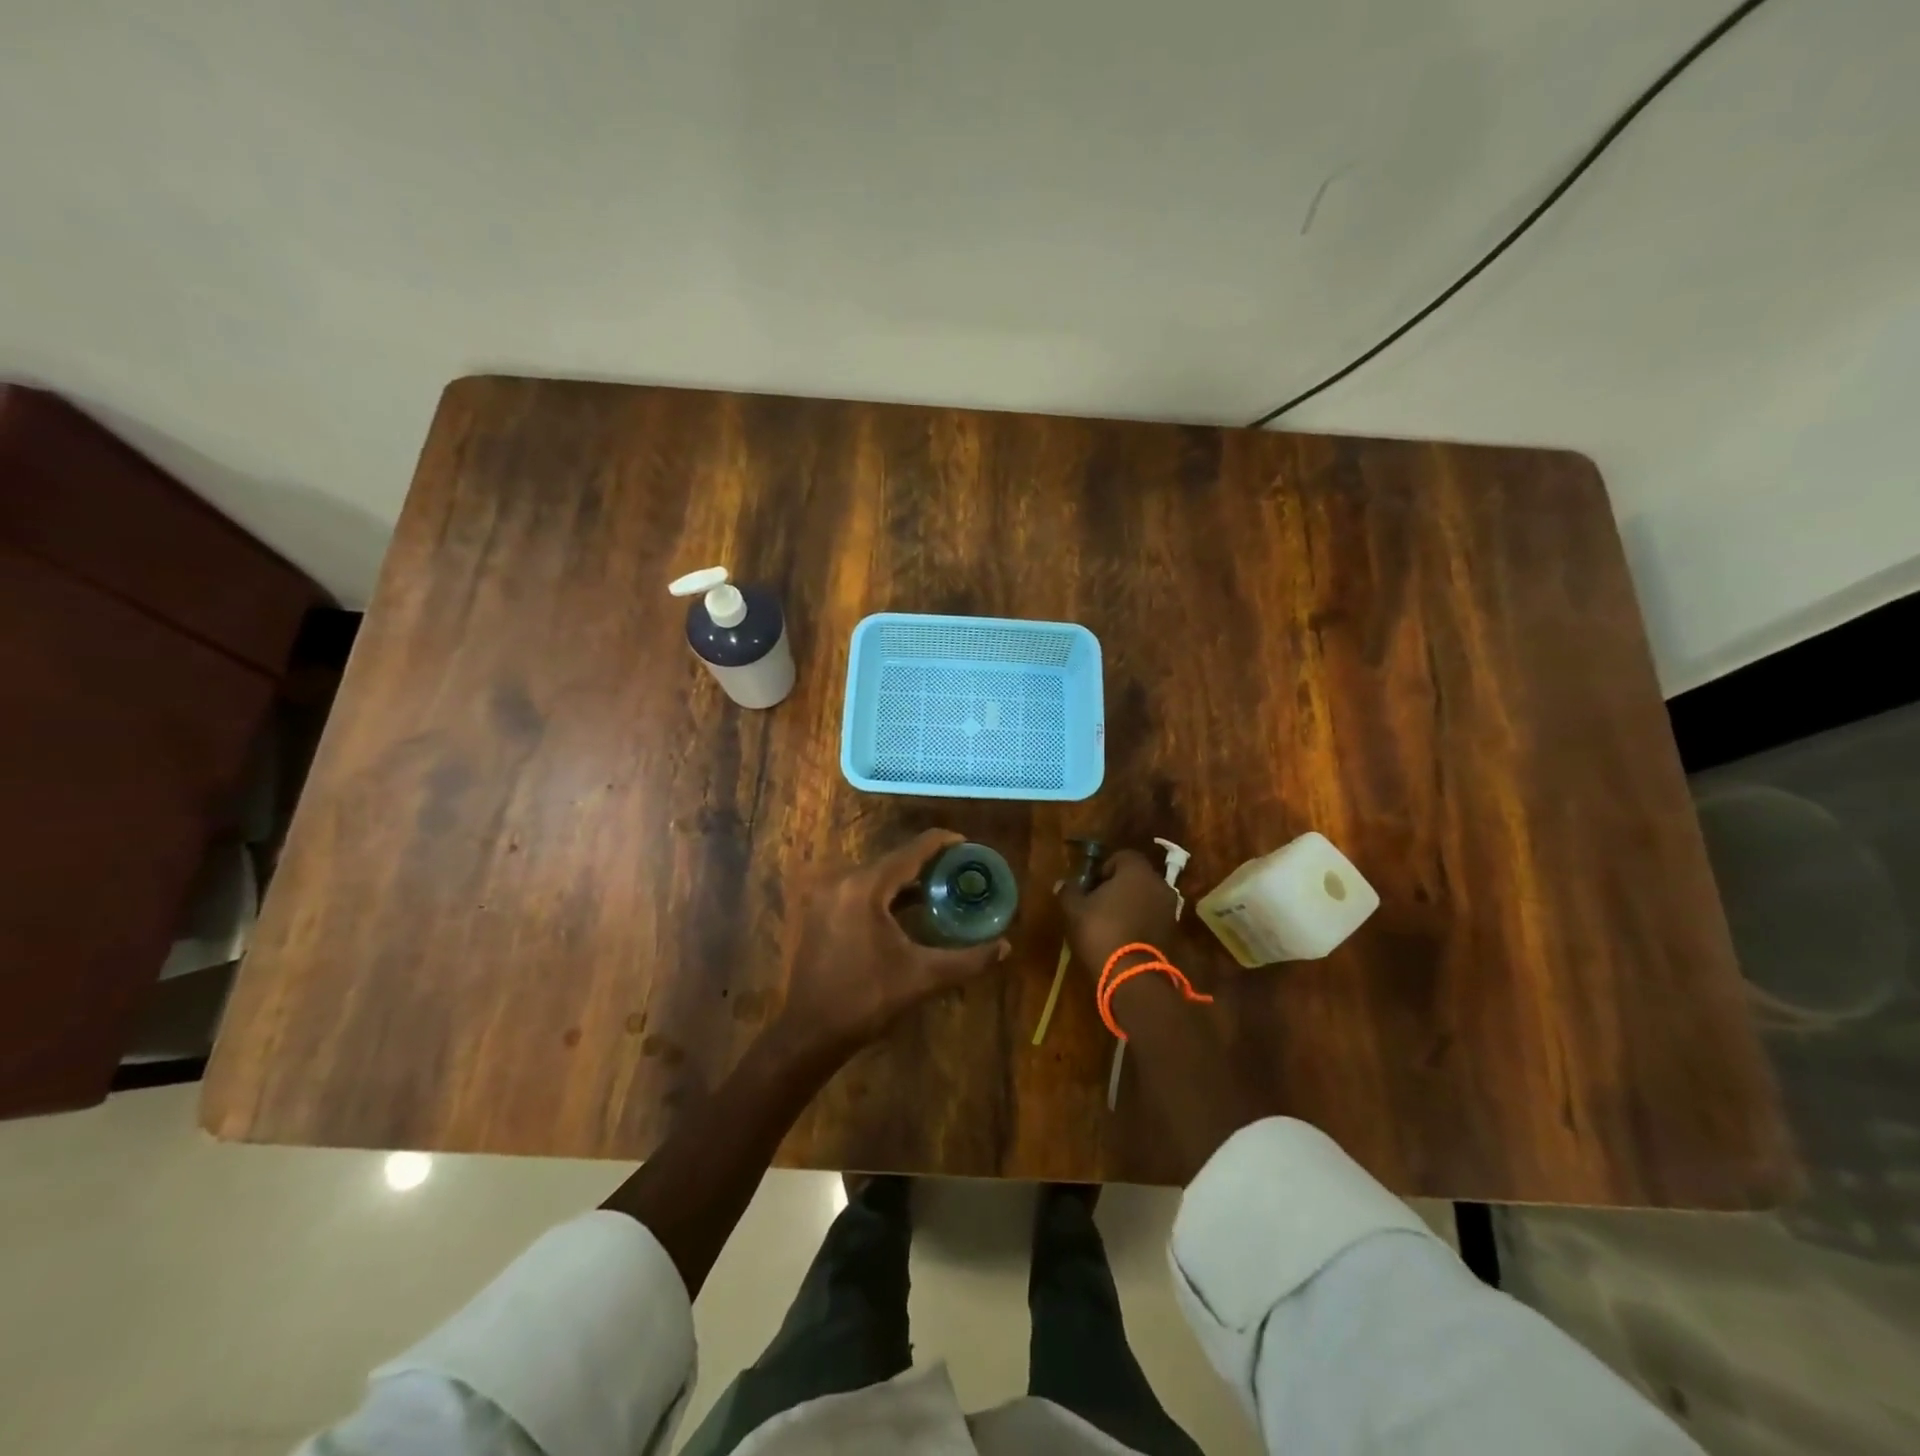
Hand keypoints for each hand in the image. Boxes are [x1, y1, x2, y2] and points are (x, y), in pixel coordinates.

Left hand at [777, 829, 1011, 1063]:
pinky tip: (907, 909)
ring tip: (940, 887)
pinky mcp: (820, 911)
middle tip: (960, 871)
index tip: (968, 846)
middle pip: (894, 860)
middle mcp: (843, 881)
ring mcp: (827, 896)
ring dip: (906, 879)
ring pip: (876, 875)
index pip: (912, 851)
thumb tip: (1006, 947)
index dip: (943, 843)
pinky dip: (886, 893)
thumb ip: (968, 960)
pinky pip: (860, 890)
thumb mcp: (923, 978)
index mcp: (866, 887)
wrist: (811, 1032)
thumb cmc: (867, 1000)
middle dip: (928, 863)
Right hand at [1056, 848, 1179, 974]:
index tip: (1091, 886)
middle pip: (1136, 877)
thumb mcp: (1074, 910)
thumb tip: (1063, 883)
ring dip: (1131, 905)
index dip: (1104, 868)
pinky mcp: (1174, 933)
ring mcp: (1170, 909)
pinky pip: (1153, 918)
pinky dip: (1141, 922)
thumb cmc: (1101, 932)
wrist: (1133, 976)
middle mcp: (1159, 884)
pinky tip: (1124, 937)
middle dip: (1118, 886)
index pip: (1121, 856)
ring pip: (1146, 898)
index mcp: (1136, 871)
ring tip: (1110, 923)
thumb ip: (1069, 891)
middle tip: (1098, 904)